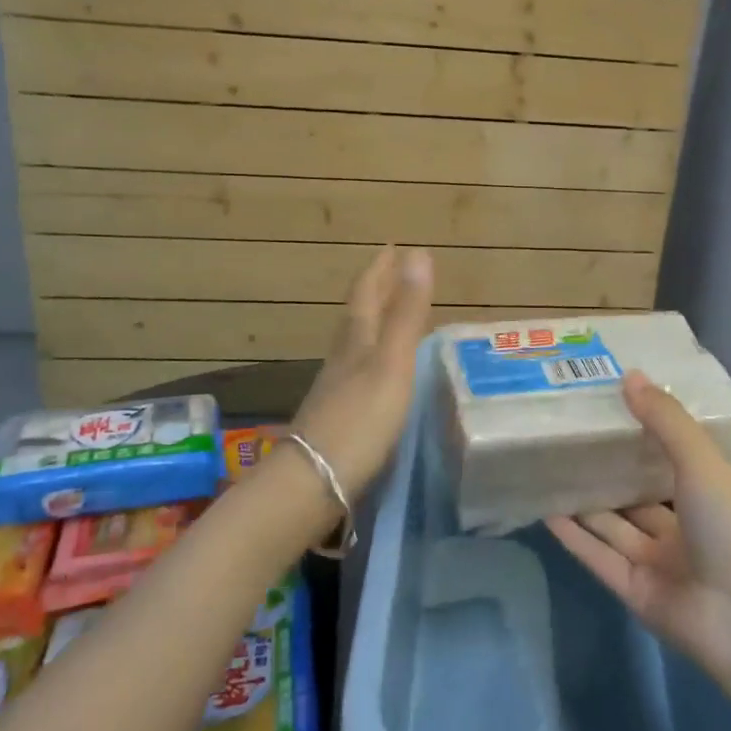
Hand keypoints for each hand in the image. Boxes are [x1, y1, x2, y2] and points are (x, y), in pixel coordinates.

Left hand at [288, 246, 433, 498]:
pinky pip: (356, 373)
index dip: (380, 269)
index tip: (392, 246)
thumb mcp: (392, 364)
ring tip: (389, 316)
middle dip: (375, 291)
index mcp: (357, 342)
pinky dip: (371, 359)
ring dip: (372, 323)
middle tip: (392, 272)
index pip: (367, 294)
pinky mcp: (336, 418)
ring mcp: (336, 391)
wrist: (312, 484)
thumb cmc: (359, 420)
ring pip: (354, 344)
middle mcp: (342, 360)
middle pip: (358, 316)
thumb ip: (406, 313)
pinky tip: (377, 374)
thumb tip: (417, 253)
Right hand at [547, 371, 730, 674]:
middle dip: (605, 469)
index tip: (606, 406)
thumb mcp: (700, 461)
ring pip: (612, 525)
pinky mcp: (634, 591)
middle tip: (565, 436)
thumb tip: (629, 375)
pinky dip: (574, 537)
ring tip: (548, 469)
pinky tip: (546, 512)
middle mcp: (680, 527)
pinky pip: (598, 557)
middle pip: (635, 494)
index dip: (640, 434)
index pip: (667, 458)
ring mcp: (656, 562)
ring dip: (584, 501)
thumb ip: (664, 420)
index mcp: (705, 494)